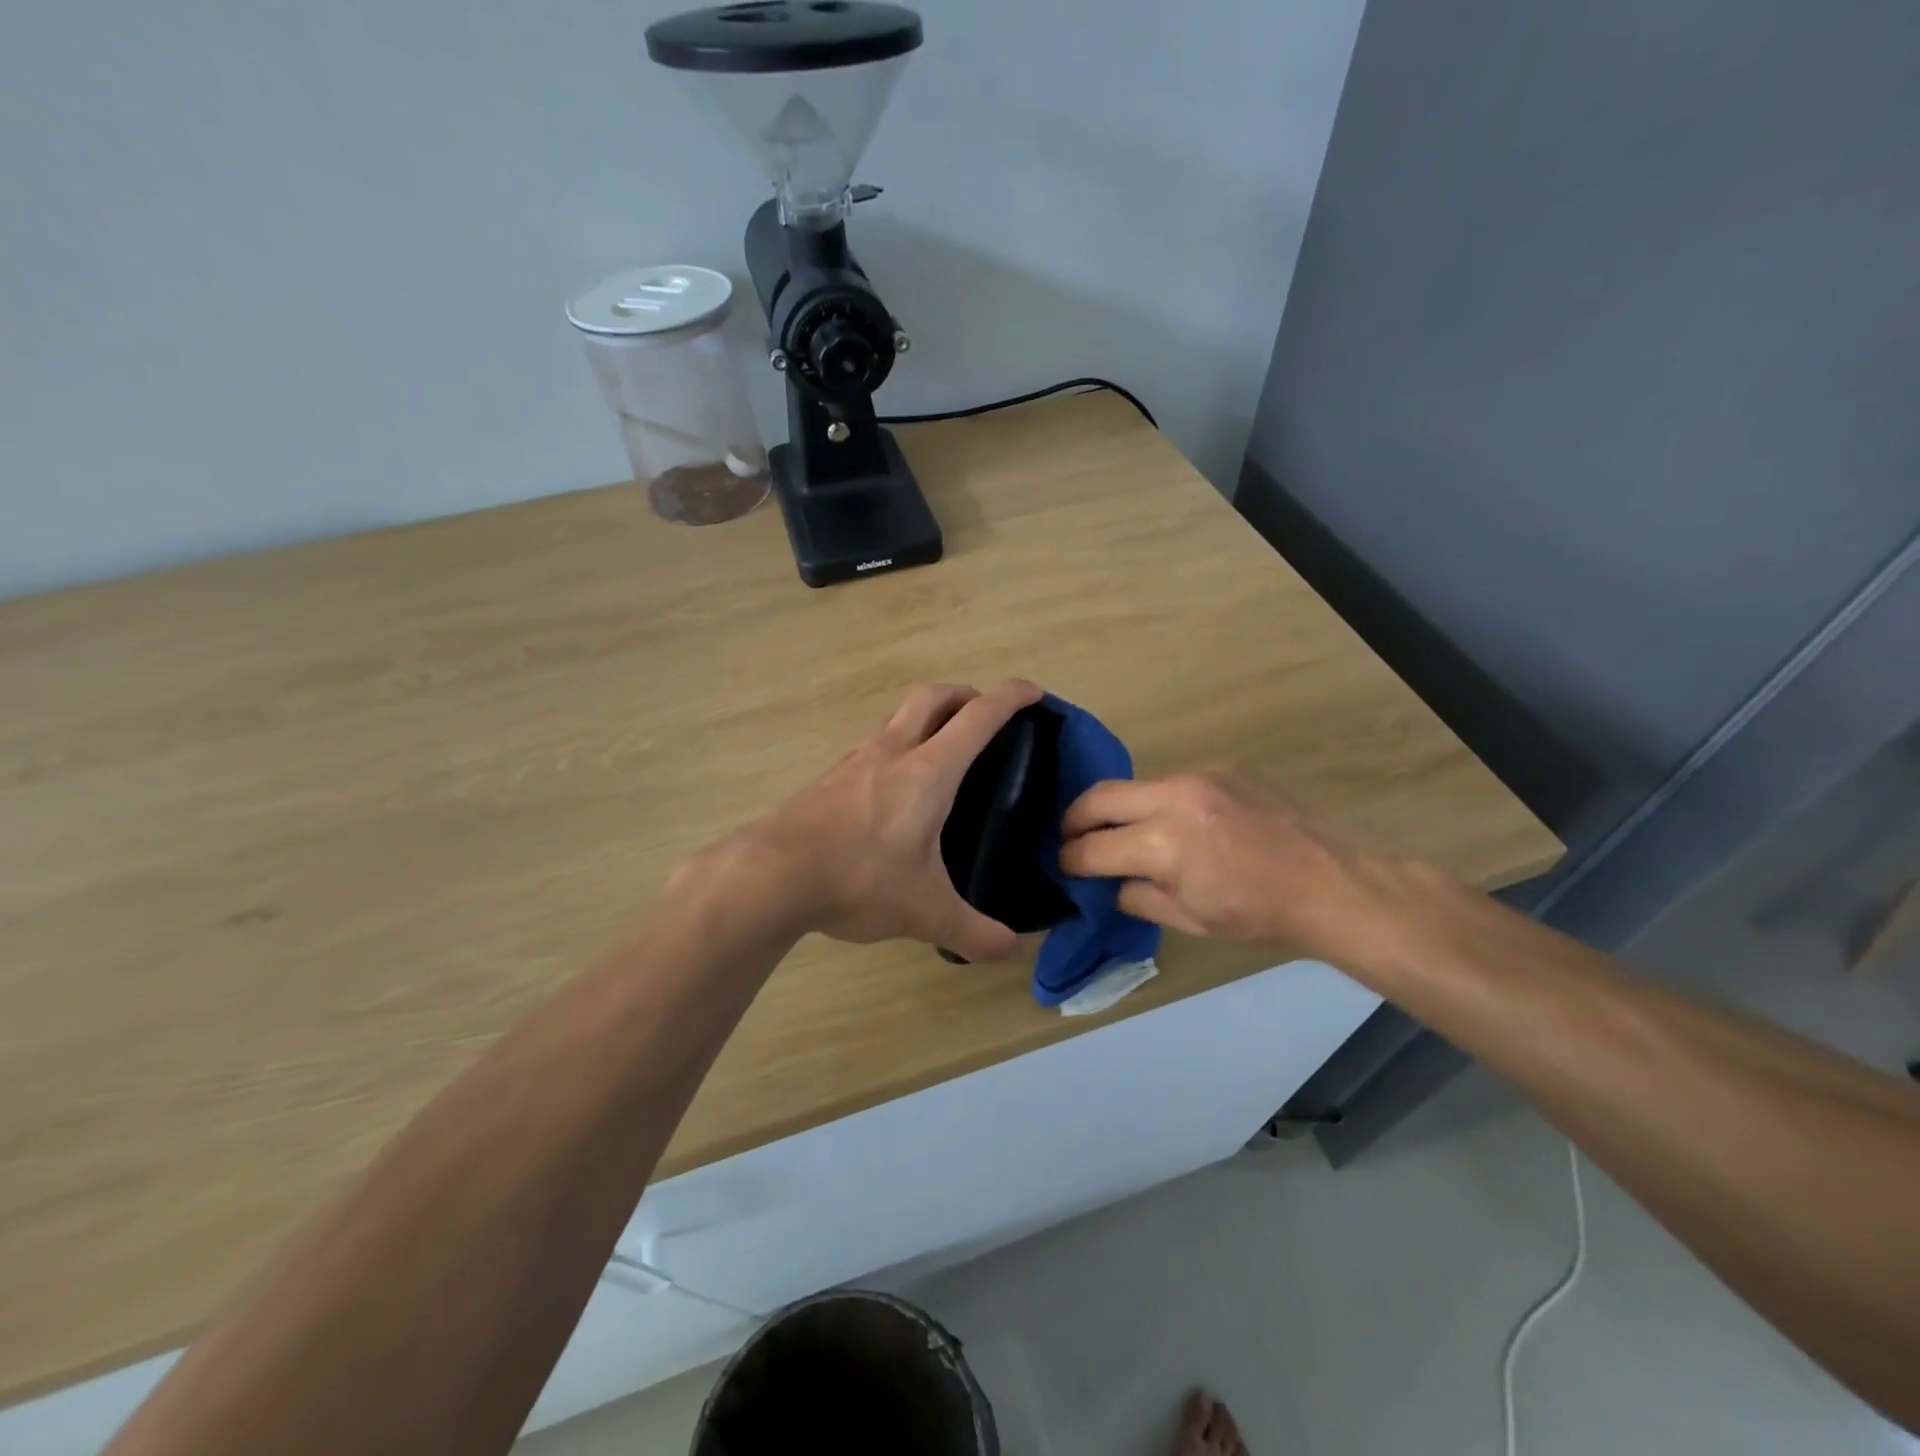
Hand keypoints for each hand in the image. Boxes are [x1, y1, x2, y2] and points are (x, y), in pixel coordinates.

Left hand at [718, 680, 1043, 961]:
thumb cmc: (859, 879)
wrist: (770, 876)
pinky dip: (894, 747)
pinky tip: (891, 787)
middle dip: (965, 695)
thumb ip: (975, 933)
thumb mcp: (925, 913)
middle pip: (933, 697)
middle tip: (984, 714)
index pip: (979, 717)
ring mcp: (854, 761)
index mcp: (929, 771)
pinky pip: (871, 746)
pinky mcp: (828, 779)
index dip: (1011, 697)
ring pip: (897, 717)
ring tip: (940, 750)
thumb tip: (1013, 951)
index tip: (1034, 692)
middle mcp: (892, 752)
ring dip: (925, 717)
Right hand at [1059, 770, 1403, 951]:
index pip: (1094, 847)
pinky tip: (1177, 824)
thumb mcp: (1189, 920)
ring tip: (1123, 832)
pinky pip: (1173, 782)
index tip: (1064, 865)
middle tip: (1070, 837)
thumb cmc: (1257, 914)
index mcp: (1164, 844)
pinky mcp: (1221, 768)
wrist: (1330, 883)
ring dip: (1120, 809)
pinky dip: (1159, 803)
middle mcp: (1174, 798)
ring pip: (1136, 785)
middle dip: (1075, 819)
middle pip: (1099, 796)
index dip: (1071, 859)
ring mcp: (1199, 777)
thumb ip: (1137, 896)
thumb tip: (1109, 881)